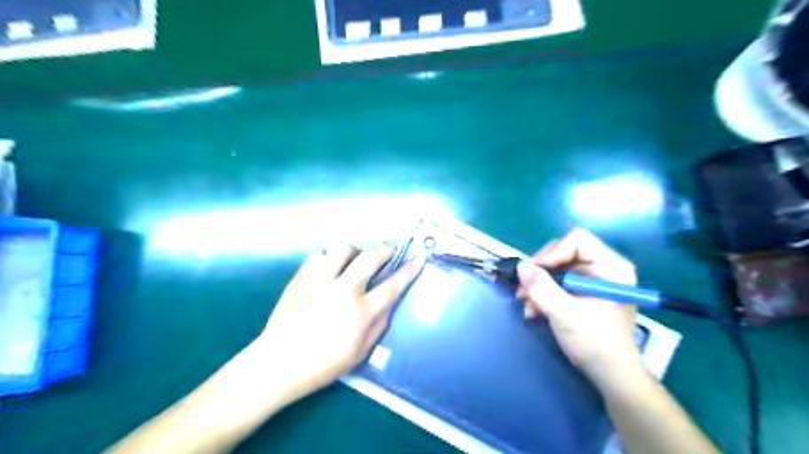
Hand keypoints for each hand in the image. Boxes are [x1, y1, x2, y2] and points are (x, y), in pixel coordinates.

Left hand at [257, 244, 422, 401]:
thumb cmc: (323, 364)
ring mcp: (319, 281)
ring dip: (355, 251)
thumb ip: (380, 324)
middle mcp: (342, 291)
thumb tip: (389, 302)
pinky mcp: (300, 277)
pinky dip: (329, 257)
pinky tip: (330, 268)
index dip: (409, 270)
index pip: (392, 286)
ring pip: (343, 249)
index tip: (419, 258)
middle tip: (390, 250)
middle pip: (370, 258)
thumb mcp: (361, 352)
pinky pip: (319, 254)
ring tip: (355, 261)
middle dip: (386, 249)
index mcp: (360, 313)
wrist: (278, 363)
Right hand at [519, 228, 645, 387]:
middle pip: (563, 252)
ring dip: (537, 284)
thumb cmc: (595, 343)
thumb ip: (541, 288)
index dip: (553, 252)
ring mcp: (591, 279)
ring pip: (556, 267)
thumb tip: (521, 266)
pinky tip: (533, 310)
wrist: (609, 374)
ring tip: (526, 304)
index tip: (536, 273)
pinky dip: (542, 293)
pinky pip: (556, 281)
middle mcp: (603, 267)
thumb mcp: (565, 314)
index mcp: (611, 267)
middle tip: (524, 290)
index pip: (578, 240)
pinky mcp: (582, 291)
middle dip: (541, 271)